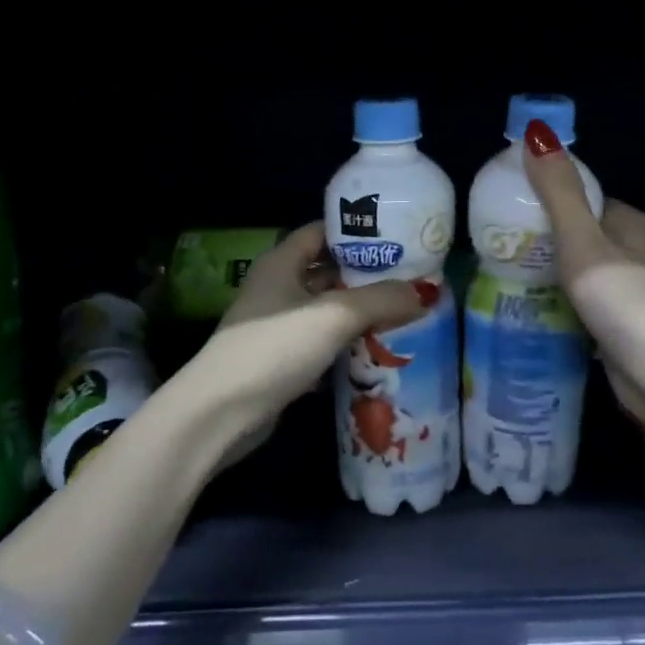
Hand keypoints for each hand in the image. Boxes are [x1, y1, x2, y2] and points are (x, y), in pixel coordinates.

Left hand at [200, 222, 437, 459]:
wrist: (219, 414)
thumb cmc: (274, 348)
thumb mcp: (333, 316)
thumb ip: (380, 300)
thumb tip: (425, 293)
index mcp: (281, 263)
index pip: (321, 232)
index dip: (355, 230)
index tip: (396, 236)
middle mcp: (277, 288)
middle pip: (327, 271)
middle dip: (365, 274)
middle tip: (410, 277)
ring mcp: (277, 326)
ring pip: (326, 309)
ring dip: (359, 311)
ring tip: (403, 311)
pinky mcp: (281, 360)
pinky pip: (321, 342)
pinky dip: (346, 344)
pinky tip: (377, 350)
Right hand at [521, 119, 644, 442]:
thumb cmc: (622, 297)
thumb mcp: (582, 239)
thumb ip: (559, 192)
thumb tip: (537, 132)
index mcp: (632, 225)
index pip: (588, 199)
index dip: (552, 198)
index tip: (512, 205)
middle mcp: (636, 255)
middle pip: (583, 236)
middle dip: (546, 240)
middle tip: (500, 246)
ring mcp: (631, 294)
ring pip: (582, 273)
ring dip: (551, 275)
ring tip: (506, 276)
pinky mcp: (623, 329)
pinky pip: (584, 306)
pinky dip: (561, 306)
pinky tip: (533, 311)